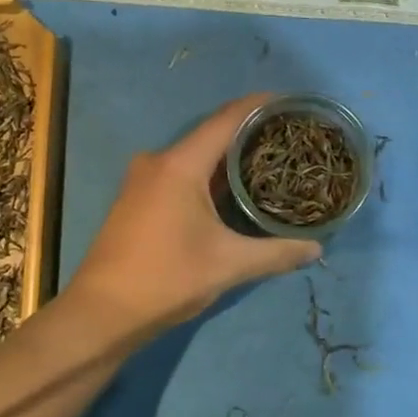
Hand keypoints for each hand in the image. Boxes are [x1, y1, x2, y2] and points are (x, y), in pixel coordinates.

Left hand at [69, 94, 321, 330]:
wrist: (100, 314)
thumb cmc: (166, 279)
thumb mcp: (228, 265)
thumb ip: (276, 253)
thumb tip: (317, 247)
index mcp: (180, 164)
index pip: (227, 119)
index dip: (259, 105)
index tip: (291, 102)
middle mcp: (159, 161)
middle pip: (212, 133)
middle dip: (250, 131)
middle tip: (289, 136)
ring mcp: (144, 179)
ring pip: (196, 154)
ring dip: (229, 155)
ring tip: (270, 159)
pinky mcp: (138, 198)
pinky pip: (182, 172)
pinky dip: (210, 173)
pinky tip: (234, 188)